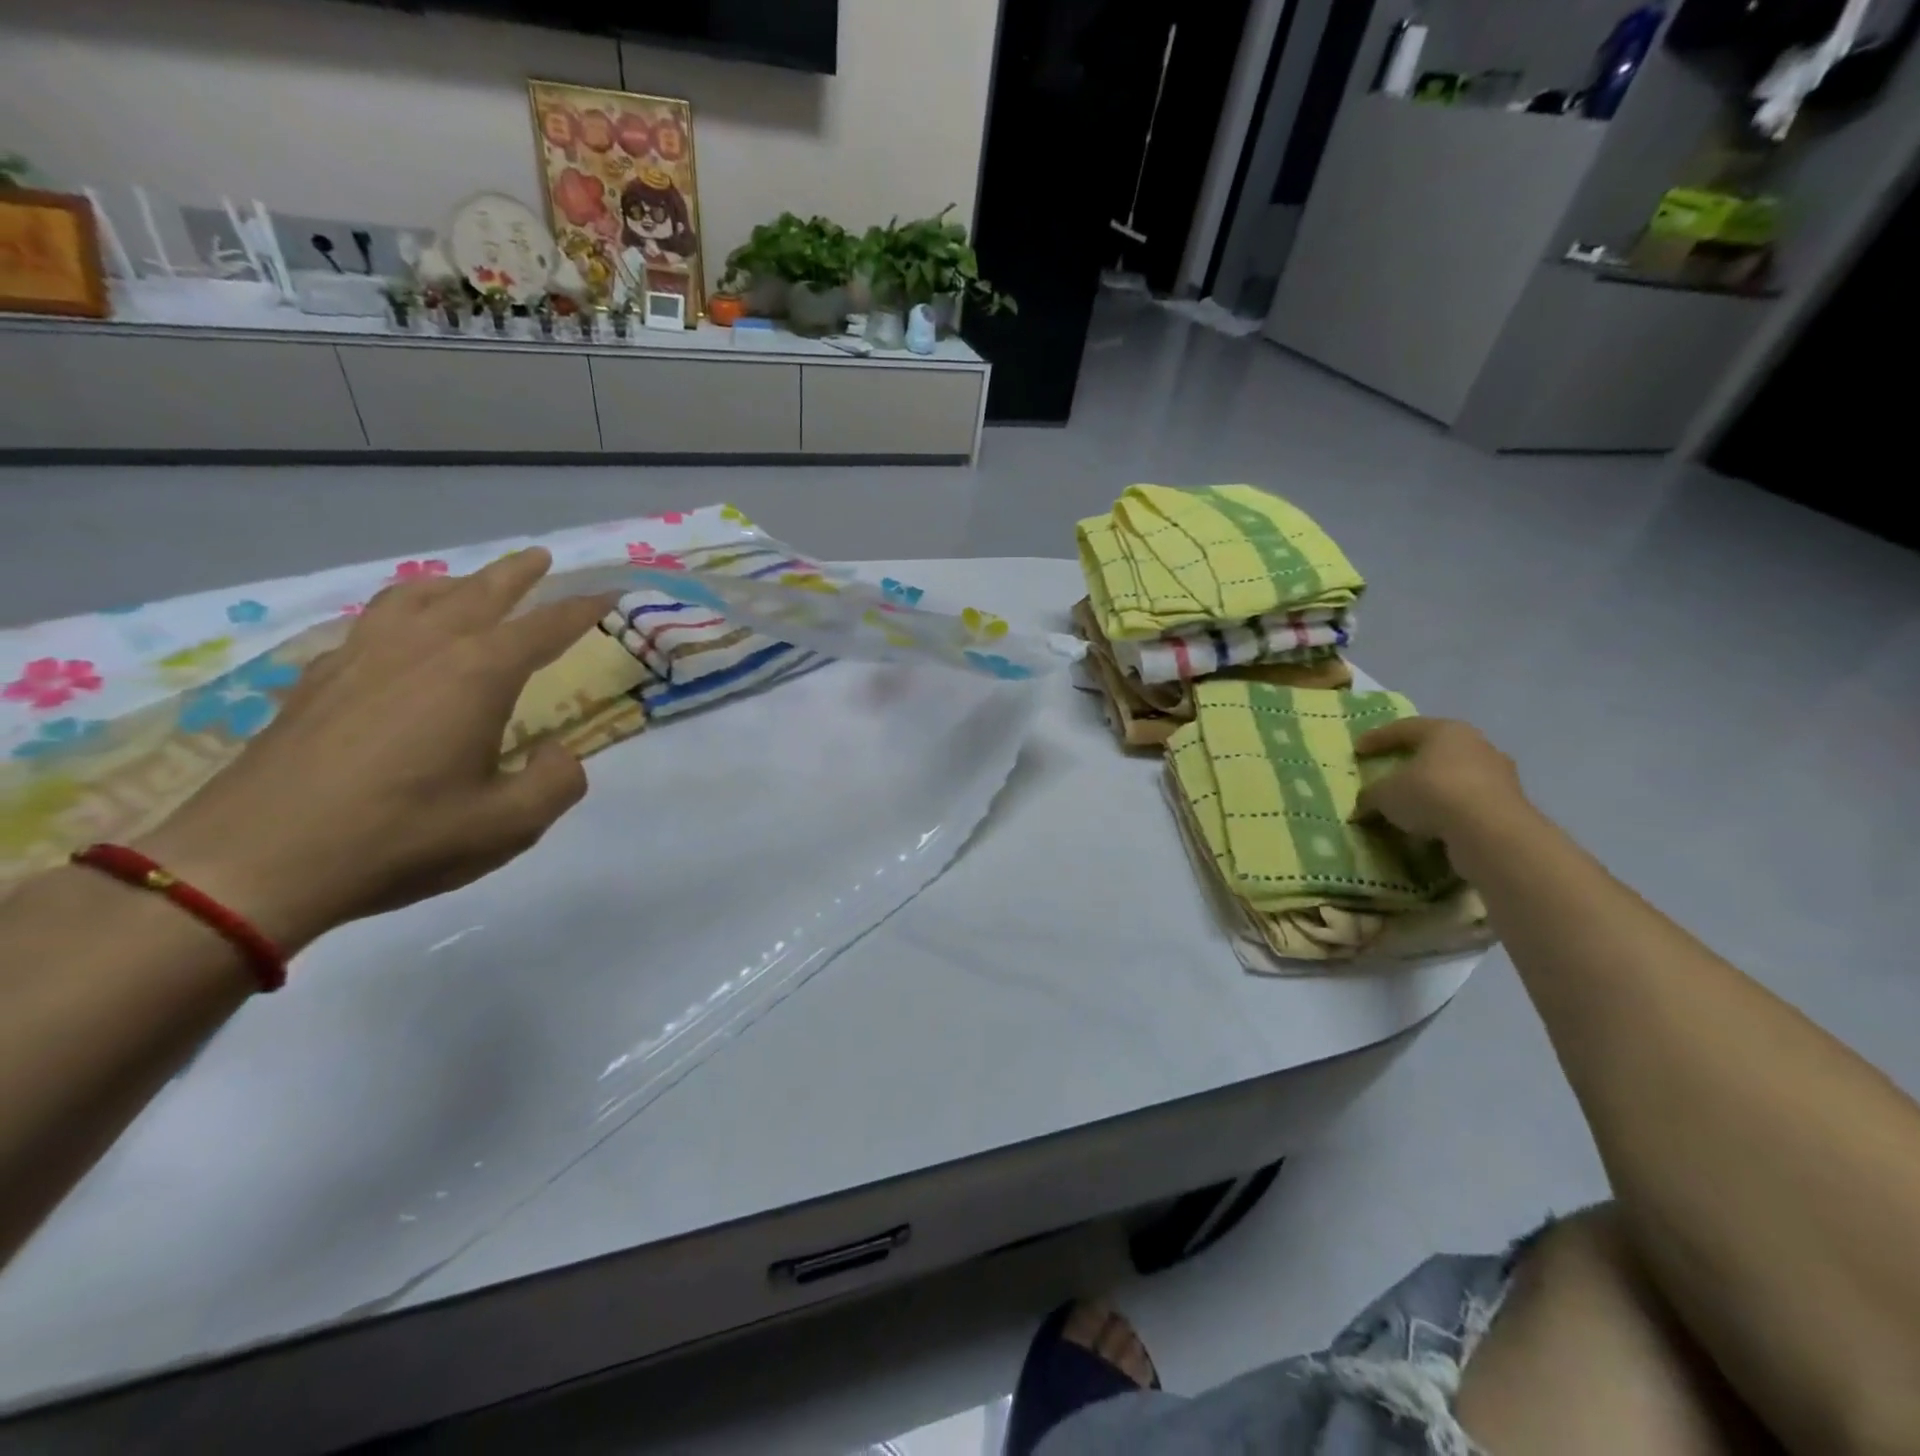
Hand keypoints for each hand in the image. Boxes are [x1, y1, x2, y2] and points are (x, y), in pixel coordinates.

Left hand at [138, 550, 619, 952]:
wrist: (256, 863)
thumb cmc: (402, 838)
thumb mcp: (510, 825)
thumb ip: (556, 782)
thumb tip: (556, 753)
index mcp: (476, 675)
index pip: (544, 627)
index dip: (582, 609)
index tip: (610, 594)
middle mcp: (421, 650)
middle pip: (478, 594)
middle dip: (515, 575)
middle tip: (540, 557)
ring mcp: (361, 659)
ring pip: (414, 597)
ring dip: (453, 583)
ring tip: (468, 583)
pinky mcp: (317, 681)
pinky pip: (369, 624)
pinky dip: (398, 612)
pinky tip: (396, 635)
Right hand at [1354, 717, 1529, 844]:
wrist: (1490, 831)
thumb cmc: (1431, 794)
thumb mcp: (1384, 795)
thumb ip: (1370, 796)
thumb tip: (1364, 806)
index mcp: (1445, 731)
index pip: (1404, 728)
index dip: (1377, 738)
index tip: (1358, 749)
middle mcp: (1477, 745)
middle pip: (1436, 750)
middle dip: (1411, 763)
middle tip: (1389, 775)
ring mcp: (1499, 775)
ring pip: (1456, 777)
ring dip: (1433, 791)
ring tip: (1411, 809)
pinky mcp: (1510, 805)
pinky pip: (1469, 803)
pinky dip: (1449, 812)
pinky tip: (1432, 828)